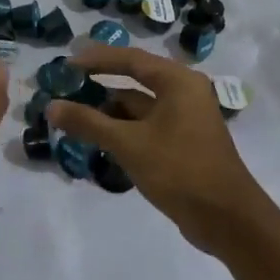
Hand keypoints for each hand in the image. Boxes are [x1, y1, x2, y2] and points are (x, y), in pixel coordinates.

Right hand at [46, 45, 274, 256]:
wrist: (228, 220)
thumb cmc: (180, 170)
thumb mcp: (129, 144)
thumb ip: (88, 123)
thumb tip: (51, 106)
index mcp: (178, 82)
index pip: (130, 59)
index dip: (96, 59)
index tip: (65, 63)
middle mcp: (184, 93)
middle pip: (134, 79)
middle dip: (99, 84)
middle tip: (65, 86)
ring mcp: (185, 119)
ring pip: (139, 106)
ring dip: (108, 110)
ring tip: (72, 114)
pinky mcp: (182, 143)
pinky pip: (146, 126)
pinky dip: (122, 128)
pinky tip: (97, 138)